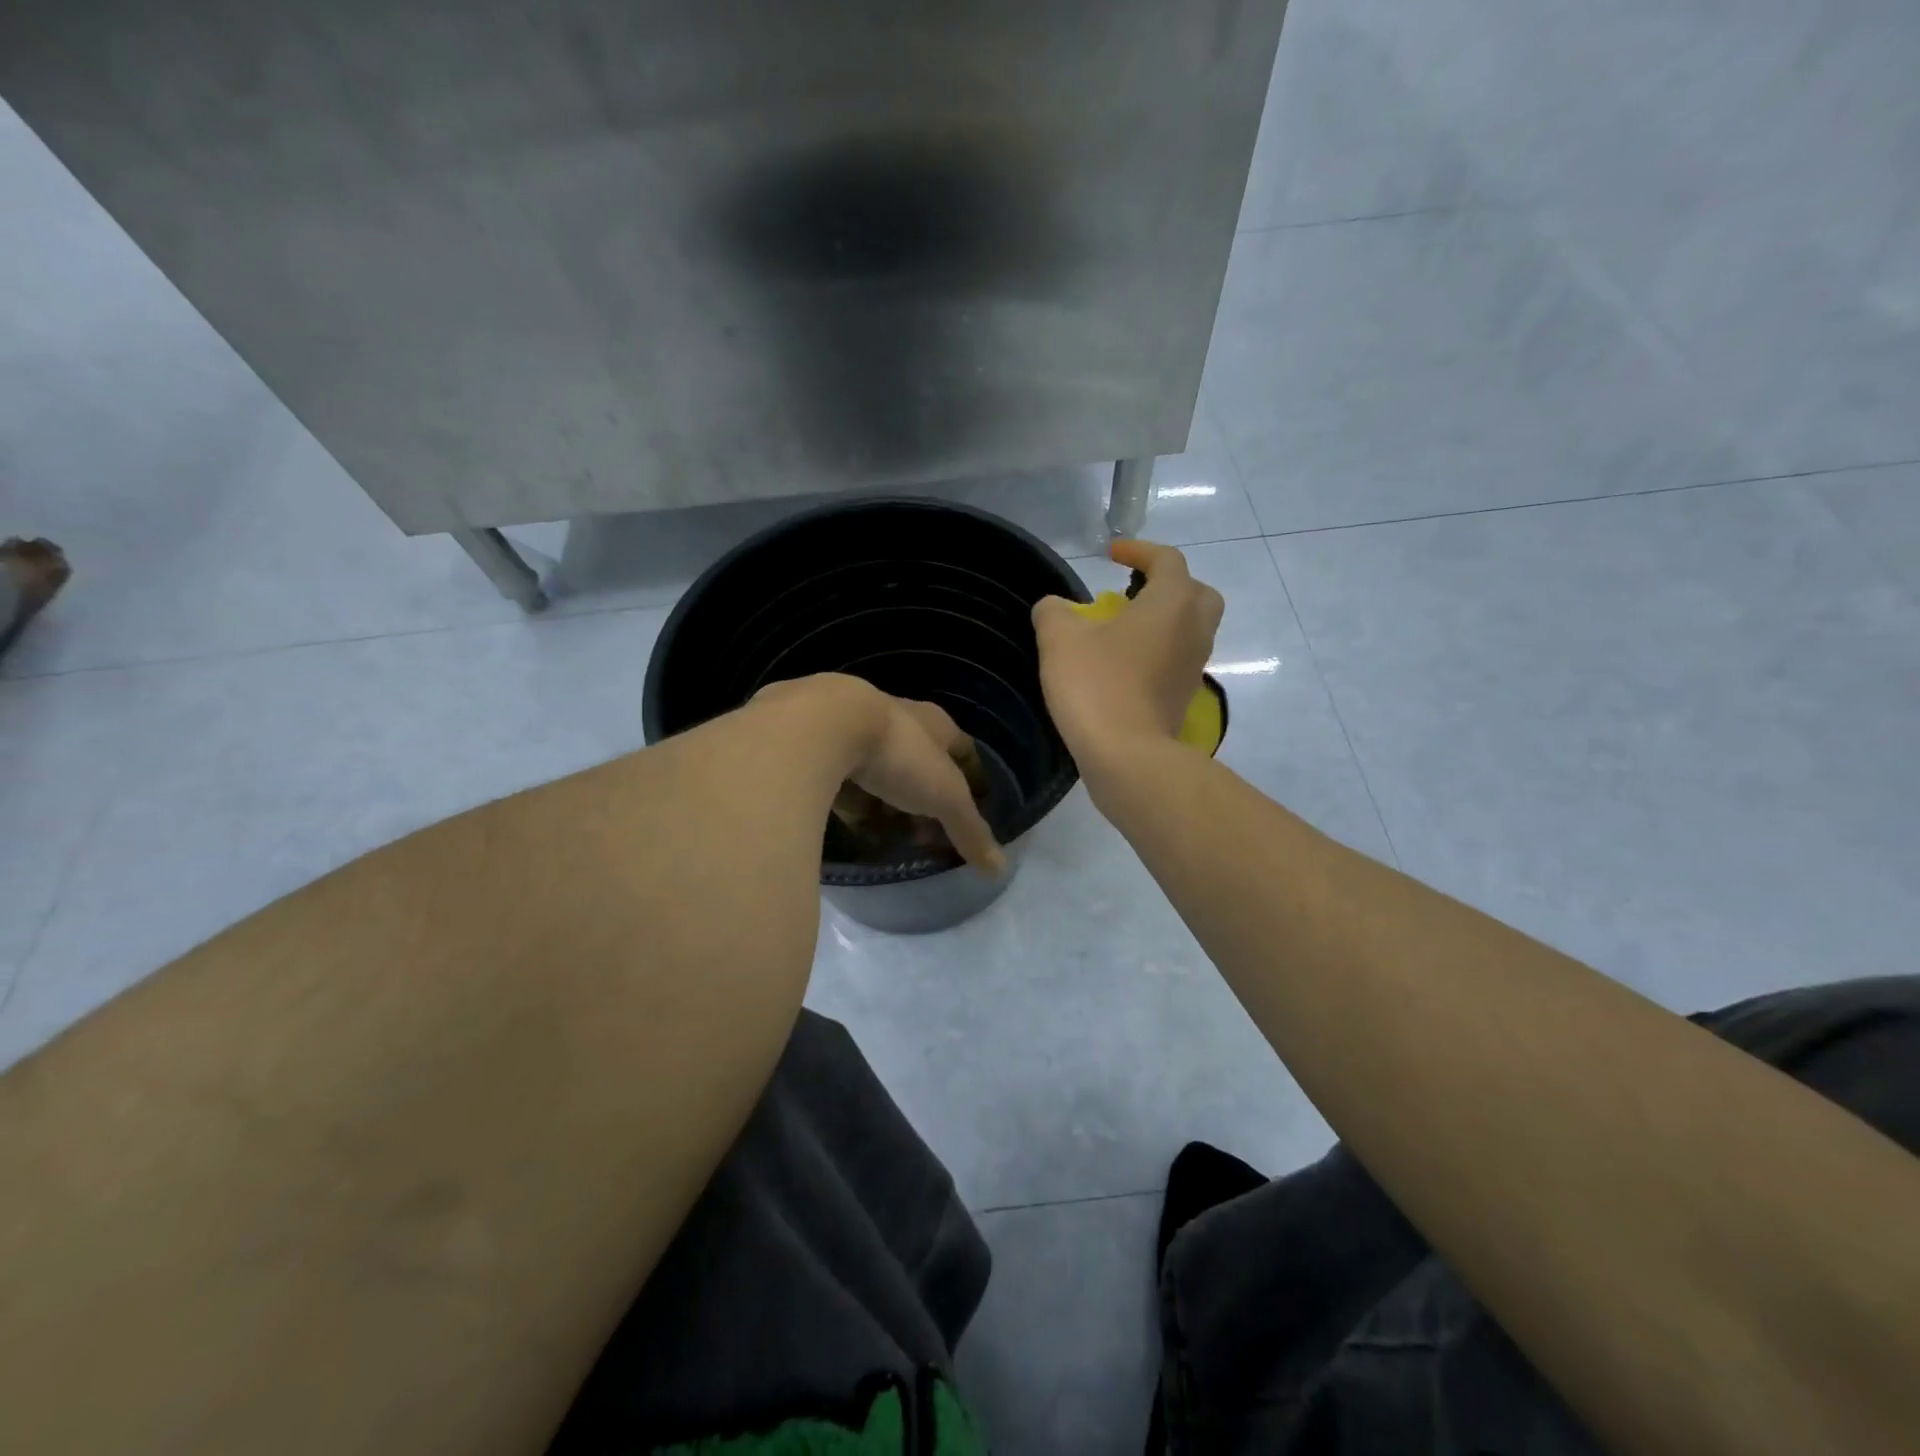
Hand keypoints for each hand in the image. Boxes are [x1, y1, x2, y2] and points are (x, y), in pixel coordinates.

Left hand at [754, 675, 1006, 874]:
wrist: (822, 728)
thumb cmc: (899, 755)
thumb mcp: (945, 798)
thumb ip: (970, 831)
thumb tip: (1000, 870)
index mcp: (934, 724)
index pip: (962, 750)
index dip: (971, 779)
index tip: (972, 811)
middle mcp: (898, 723)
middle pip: (920, 765)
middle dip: (926, 800)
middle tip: (928, 835)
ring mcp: (857, 734)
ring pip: (881, 774)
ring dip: (888, 803)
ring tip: (891, 837)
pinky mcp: (822, 751)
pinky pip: (845, 784)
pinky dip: (853, 806)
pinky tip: (853, 829)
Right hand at [1031, 539, 1223, 782]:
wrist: (1126, 755)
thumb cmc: (1096, 684)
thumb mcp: (1060, 638)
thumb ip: (1054, 611)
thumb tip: (1054, 608)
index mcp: (1172, 602)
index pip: (1165, 560)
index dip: (1138, 550)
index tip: (1111, 554)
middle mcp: (1194, 629)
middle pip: (1195, 593)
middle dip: (1168, 585)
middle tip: (1133, 592)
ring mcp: (1194, 666)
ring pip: (1190, 629)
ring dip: (1163, 621)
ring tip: (1122, 629)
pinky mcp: (1184, 697)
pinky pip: (1178, 660)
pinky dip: (1158, 651)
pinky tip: (1124, 664)